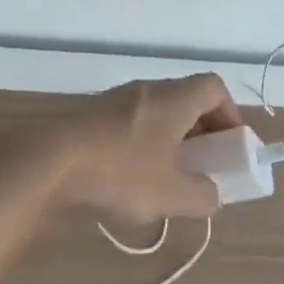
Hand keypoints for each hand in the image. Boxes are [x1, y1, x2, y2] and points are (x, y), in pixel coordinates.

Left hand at [50, 74, 243, 224]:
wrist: (53, 162)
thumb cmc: (122, 171)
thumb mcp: (172, 195)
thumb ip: (202, 195)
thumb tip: (210, 192)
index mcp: (174, 98)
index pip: (214, 87)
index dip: (230, 113)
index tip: (229, 146)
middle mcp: (149, 89)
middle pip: (187, 98)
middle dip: (202, 130)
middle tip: (203, 164)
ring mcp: (118, 99)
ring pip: (159, 111)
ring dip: (172, 138)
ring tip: (169, 176)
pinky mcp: (95, 115)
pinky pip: (133, 121)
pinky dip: (145, 142)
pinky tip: (133, 177)